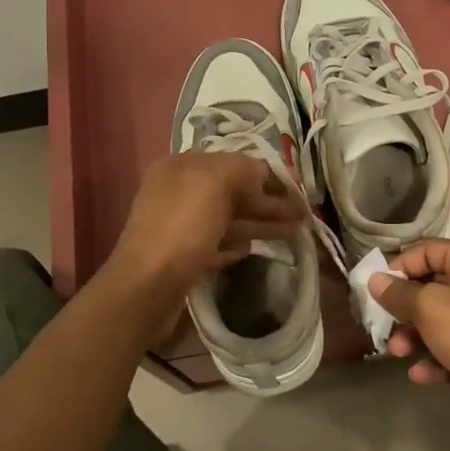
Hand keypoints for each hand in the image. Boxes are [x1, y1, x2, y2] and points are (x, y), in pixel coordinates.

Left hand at [105, 152, 308, 304]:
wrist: (145, 288)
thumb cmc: (182, 227)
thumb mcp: (215, 182)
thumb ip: (243, 169)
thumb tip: (262, 174)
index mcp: (182, 166)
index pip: (234, 162)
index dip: (268, 174)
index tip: (298, 188)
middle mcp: (178, 192)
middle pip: (233, 191)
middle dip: (269, 201)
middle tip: (304, 214)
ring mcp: (178, 226)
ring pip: (228, 219)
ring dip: (261, 223)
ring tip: (295, 232)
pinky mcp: (181, 258)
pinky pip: (216, 244)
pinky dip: (236, 244)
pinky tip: (253, 250)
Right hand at [368, 240, 449, 441]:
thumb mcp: (428, 307)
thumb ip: (398, 292)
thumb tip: (374, 280)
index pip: (428, 250)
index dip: (401, 266)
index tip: (378, 287)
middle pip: (431, 287)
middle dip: (404, 308)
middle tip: (384, 323)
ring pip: (438, 320)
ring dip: (414, 337)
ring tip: (398, 353)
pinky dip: (433, 359)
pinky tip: (420, 374)